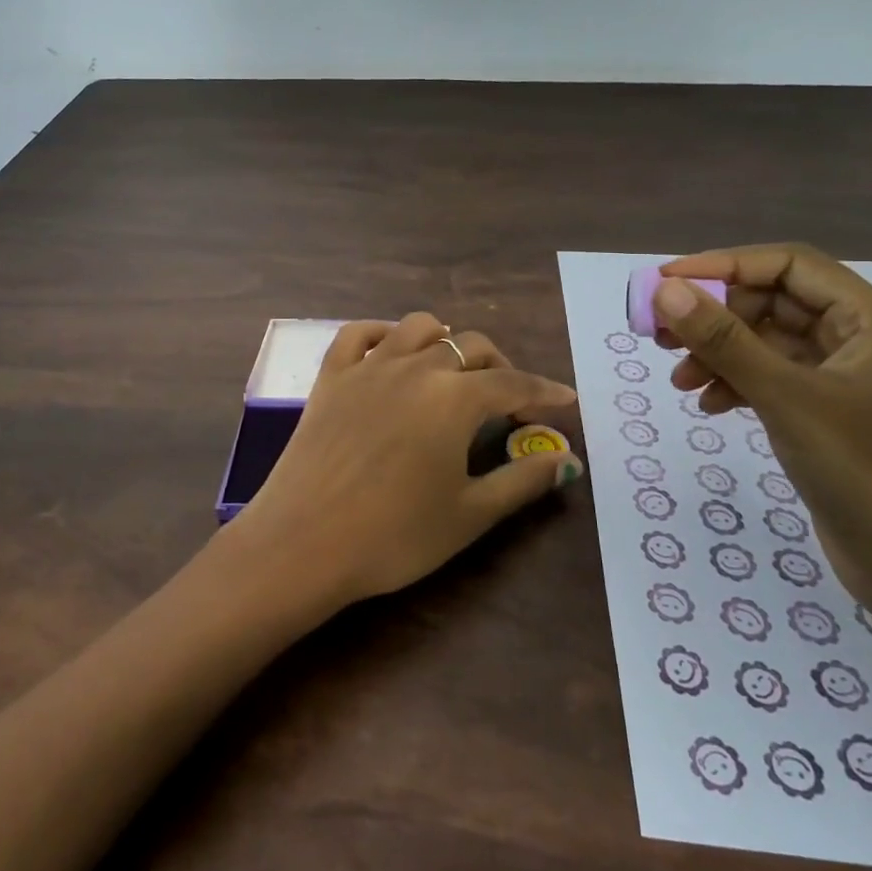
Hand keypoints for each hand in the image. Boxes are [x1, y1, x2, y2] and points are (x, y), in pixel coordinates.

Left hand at [220, 313, 580, 613]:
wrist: (303, 543)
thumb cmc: (394, 536)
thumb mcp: (469, 514)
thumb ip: (523, 480)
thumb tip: (568, 459)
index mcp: (454, 398)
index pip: (513, 384)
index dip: (544, 392)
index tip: (565, 401)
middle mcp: (415, 367)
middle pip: (470, 346)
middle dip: (500, 367)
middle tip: (508, 402)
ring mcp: (367, 366)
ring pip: (418, 327)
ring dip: (445, 340)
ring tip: (452, 370)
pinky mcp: (330, 376)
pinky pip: (358, 333)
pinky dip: (382, 334)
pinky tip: (390, 352)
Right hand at [652, 245, 871, 627]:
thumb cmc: (866, 472)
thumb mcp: (787, 399)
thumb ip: (725, 341)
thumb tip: (668, 291)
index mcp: (871, 322)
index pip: (789, 265)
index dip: (725, 265)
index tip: (668, 282)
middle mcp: (860, 341)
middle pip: (773, 303)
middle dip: (715, 315)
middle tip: (660, 334)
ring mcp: (844, 381)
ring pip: (767, 343)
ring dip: (719, 353)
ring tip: (679, 379)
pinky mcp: (827, 416)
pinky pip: (771, 379)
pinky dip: (735, 384)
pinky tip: (709, 405)